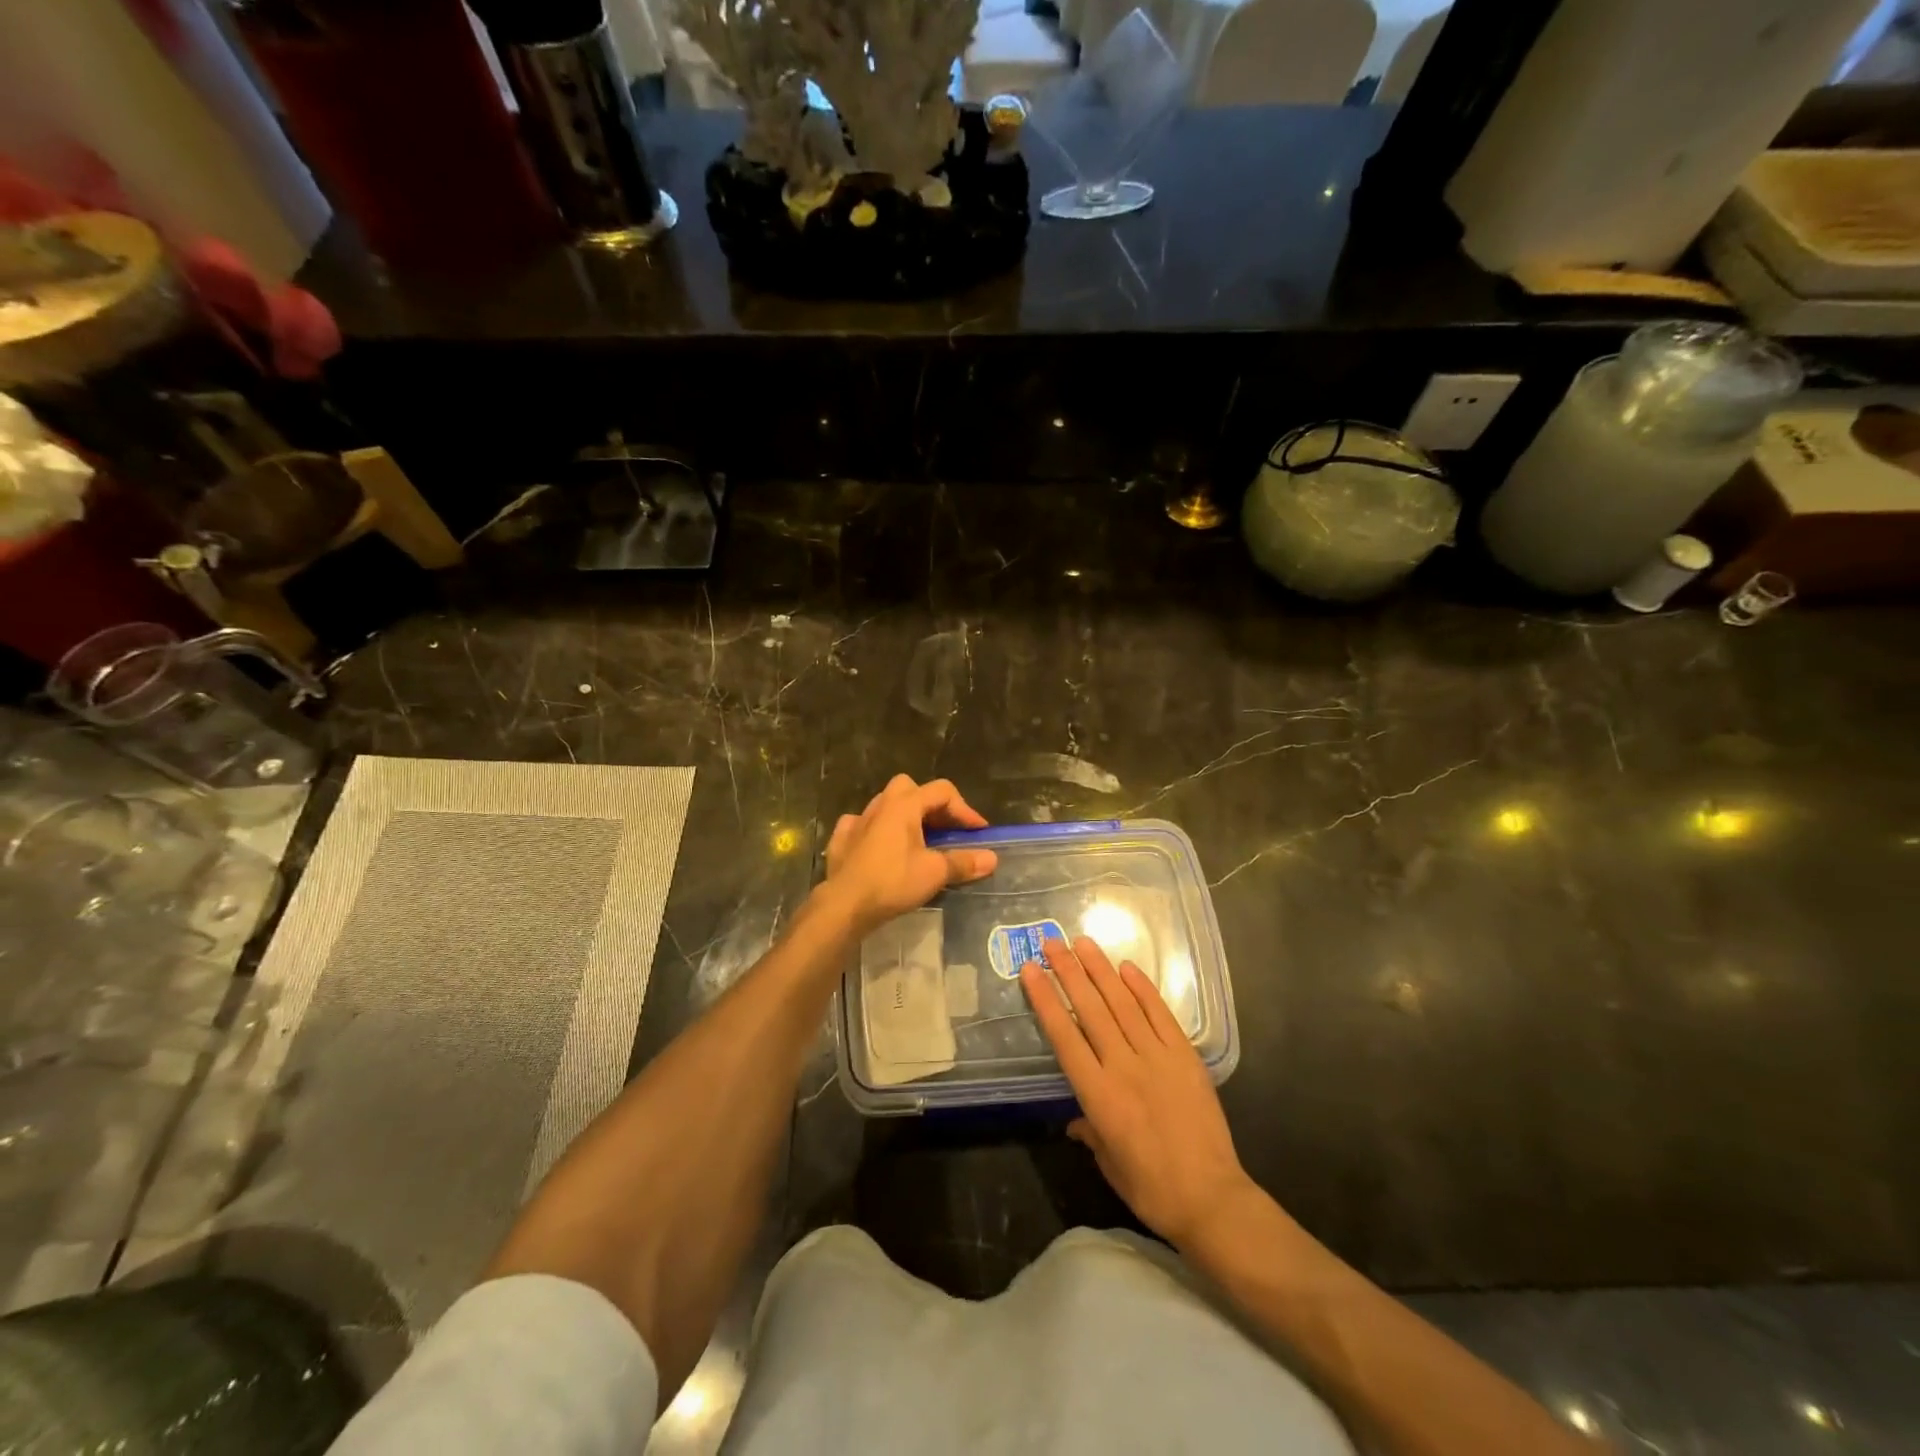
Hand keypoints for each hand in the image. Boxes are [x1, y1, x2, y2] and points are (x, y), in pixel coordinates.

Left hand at [822, 775, 997, 936]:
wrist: (844, 905)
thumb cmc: (893, 882)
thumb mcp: (935, 872)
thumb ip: (963, 862)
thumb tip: (992, 859)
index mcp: (904, 805)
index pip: (942, 791)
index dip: (964, 809)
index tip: (978, 832)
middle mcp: (880, 805)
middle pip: (910, 788)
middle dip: (930, 804)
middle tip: (944, 829)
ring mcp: (856, 821)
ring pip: (885, 804)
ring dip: (903, 816)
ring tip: (916, 839)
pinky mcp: (841, 839)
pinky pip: (861, 824)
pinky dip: (875, 830)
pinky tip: (880, 846)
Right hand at [1020, 938, 1253, 1249]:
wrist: (1211, 1198)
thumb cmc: (1151, 1189)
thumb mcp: (1108, 1163)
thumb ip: (1090, 1132)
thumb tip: (1077, 1120)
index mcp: (1098, 1095)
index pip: (1064, 1036)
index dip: (1046, 1000)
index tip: (1031, 970)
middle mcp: (1123, 1067)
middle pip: (1090, 1009)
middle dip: (1068, 972)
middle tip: (1051, 942)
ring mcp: (1157, 1057)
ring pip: (1122, 1003)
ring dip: (1100, 970)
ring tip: (1083, 943)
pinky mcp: (1185, 1056)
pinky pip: (1161, 1014)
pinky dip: (1143, 989)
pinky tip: (1127, 968)